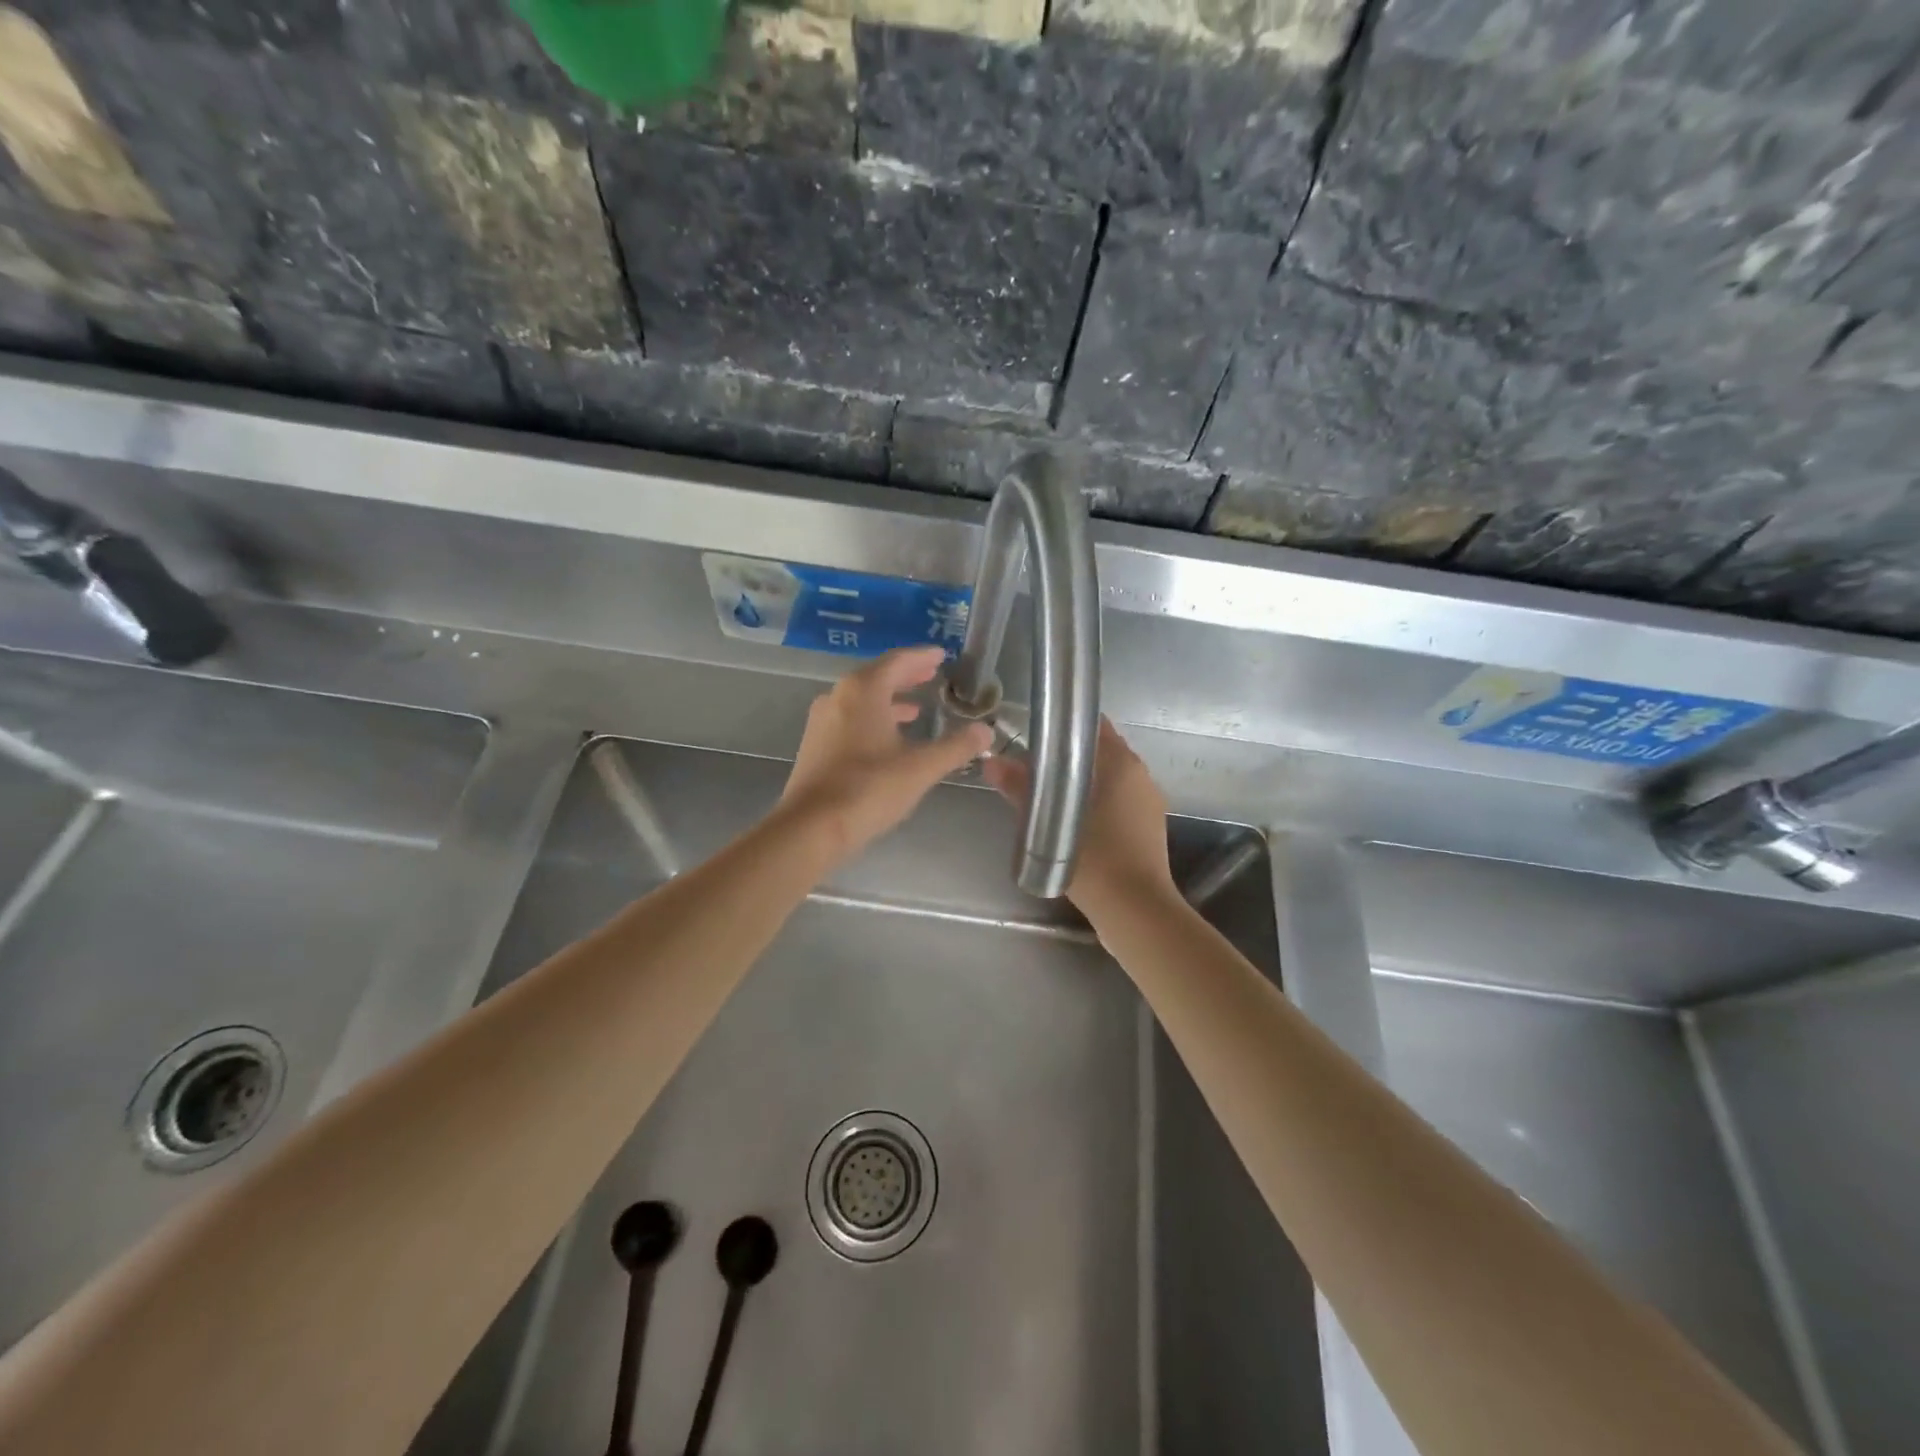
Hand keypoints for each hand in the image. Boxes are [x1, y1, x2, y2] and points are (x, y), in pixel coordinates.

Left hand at [779, 646, 992, 864]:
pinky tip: (887, 739)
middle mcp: (838, 696)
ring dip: (889, 699)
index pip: (898, 661)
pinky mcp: (815, 745)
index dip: (922, 657)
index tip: (941, 655)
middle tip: (931, 675)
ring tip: (915, 708)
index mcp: (864, 690)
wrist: (810, 827)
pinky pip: (849, 718)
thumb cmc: (869, 789)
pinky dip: (873, 718)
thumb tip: (986, 732)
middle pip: (877, 676)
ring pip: (861, 699)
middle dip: (906, 676)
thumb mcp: (921, 768)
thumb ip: (955, 747)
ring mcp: (823, 720)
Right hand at [982, 718, 1175, 917]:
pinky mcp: (1148, 829)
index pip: (1094, 726)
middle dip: (1069, 758)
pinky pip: (1118, 804)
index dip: (1066, 727)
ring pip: (1110, 780)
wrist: (1136, 911)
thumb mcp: (1050, 824)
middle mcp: (1141, 776)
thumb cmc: (1096, 859)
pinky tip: (1072, 824)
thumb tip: (991, 764)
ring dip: (1082, 784)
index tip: (1037, 735)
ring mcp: (1148, 804)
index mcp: (1123, 764)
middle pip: (1101, 753)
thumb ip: (1021, 789)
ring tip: (1047, 797)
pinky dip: (1096, 805)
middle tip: (1033, 768)